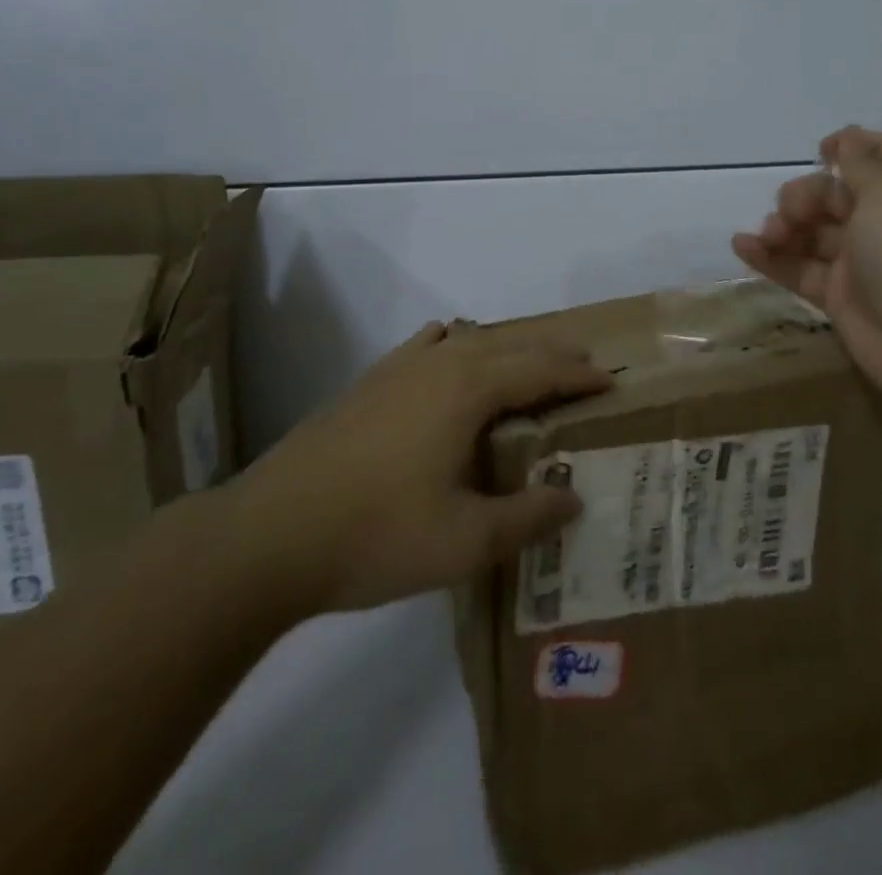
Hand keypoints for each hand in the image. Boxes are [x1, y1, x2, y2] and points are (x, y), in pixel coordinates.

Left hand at [221, 323, 610, 617]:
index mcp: (467, 389)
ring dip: (505, 348)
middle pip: (508, 345)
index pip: (539, 369)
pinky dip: (453, 343)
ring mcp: (397, 369)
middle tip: (583, 367)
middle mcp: (438, 363)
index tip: (611, 381)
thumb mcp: (466, 541)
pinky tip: (448, 353)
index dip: (578, 374)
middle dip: (550, 353)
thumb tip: (572, 496)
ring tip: (526, 364)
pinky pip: (426, 346)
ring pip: (467, 340)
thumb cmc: (376, 535)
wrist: (269, 535)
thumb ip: (527, 517)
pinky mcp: (369, 383)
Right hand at [733, 125, 881, 406]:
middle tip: (789, 212)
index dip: (851, 146)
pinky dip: (771, 258)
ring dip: (784, 226)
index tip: (819, 150)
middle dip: (805, 195)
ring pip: (813, 233)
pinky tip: (742, 247)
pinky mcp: (840, 297)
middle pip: (835, 196)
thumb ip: (861, 166)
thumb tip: (849, 138)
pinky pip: (799, 269)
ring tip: (767, 235)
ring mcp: (862, 262)